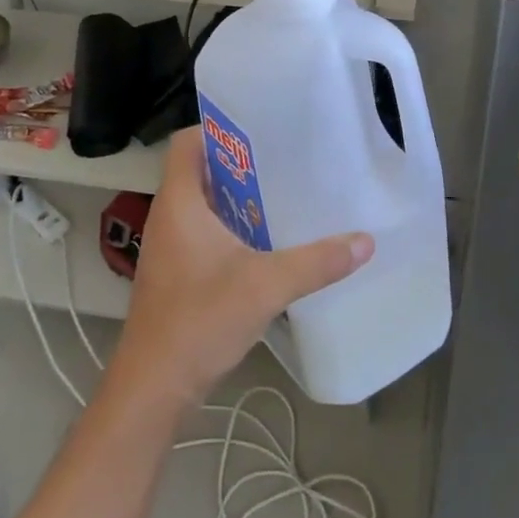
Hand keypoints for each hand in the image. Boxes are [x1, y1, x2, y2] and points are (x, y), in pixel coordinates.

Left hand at [114, 128, 374, 407]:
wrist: (153, 388)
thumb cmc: (199, 321)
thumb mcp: (265, 286)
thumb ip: (317, 261)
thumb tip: (365, 240)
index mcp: (179, 202)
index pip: (186, 142)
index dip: (218, 128)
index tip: (259, 128)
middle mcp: (170, 216)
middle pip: (200, 170)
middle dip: (241, 162)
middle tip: (286, 158)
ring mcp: (170, 246)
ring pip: (204, 203)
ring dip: (238, 197)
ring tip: (283, 192)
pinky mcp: (177, 273)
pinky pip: (205, 231)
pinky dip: (233, 226)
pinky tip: (267, 241)